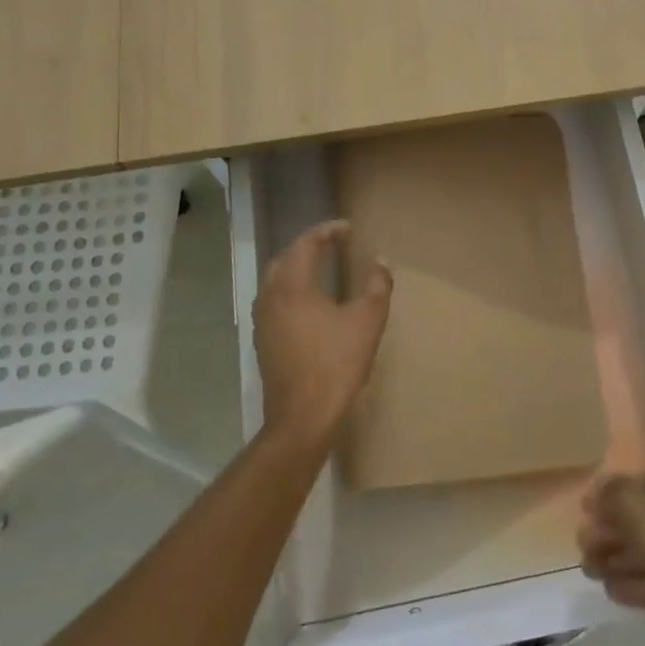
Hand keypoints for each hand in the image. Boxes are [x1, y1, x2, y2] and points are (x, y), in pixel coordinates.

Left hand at [253, 220, 392, 449]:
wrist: (302, 417)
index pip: (305, 243)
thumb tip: (382, 261)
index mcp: (292, 286)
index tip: (348, 228)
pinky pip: (274, 300)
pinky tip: (310, 302)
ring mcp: (262, 320)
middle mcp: (270, 297)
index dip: (327, 231)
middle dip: (308, 246)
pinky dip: (291, 289)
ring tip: (322, 267)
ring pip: (275, 280)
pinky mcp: (262, 340)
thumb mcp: (367, 321)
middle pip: (285, 258)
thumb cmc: (336, 364)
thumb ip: (377, 286)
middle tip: (334, 243)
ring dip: (297, 267)